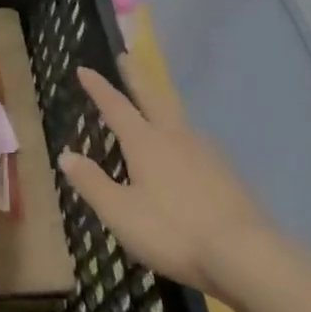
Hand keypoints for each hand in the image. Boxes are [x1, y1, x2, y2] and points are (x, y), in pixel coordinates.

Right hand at [58, 62, 279, 301]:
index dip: (98, 87)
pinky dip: (181, 132)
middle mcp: (175, 137)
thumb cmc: (173, 231)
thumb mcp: (120, 213)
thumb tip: (65, 155)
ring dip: (162, 102)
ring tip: (154, 102)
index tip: (84, 68)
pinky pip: (195, 141)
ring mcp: (205, 152)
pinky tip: (186, 148)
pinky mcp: (226, 172)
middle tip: (126, 57)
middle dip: (136, 77)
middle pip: (153, 98)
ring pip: (178, 117)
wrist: (245, 255)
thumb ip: (92, 183)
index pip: (116, 106)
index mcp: (146, 143)